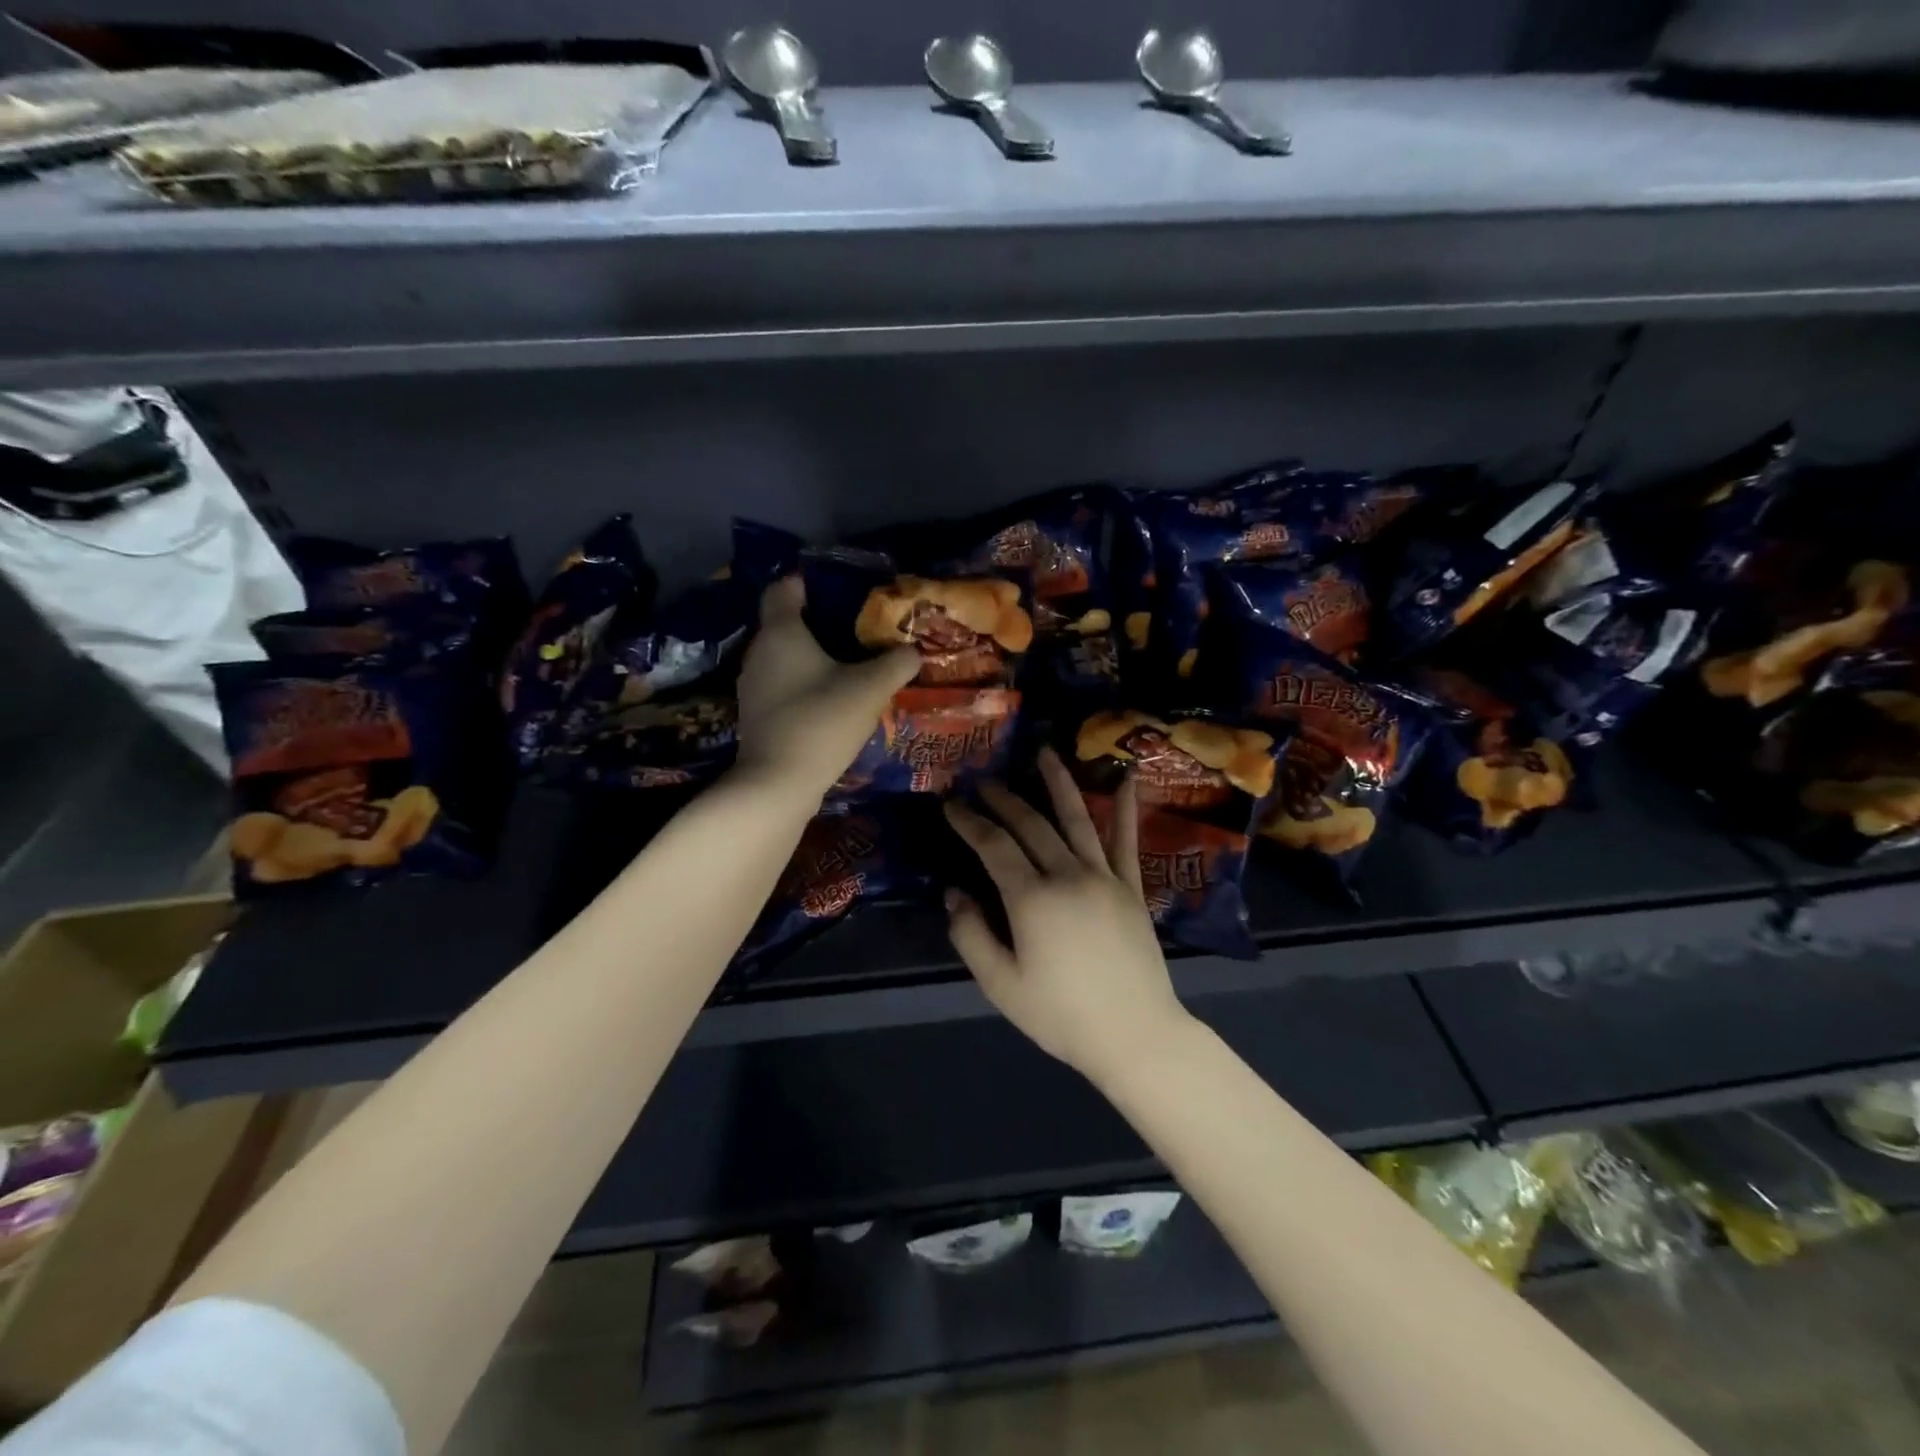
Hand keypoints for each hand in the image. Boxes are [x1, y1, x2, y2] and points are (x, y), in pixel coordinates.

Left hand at [734, 577, 919, 802]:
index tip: (837, 587)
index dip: (807, 582)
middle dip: (818, 622)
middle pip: (785, 624)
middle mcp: (759, 652)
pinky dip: (803, 684)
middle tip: (855, 628)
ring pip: (784, 657)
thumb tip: (912, 651)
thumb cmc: (822, 720)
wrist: (779, 783)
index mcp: (782, 632)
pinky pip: (782, 685)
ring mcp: (753, 686)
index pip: (784, 589)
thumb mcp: (870, 688)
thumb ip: (895, 664)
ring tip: (847, 665)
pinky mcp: (756, 715)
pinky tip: (829, 699)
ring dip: (811, 657)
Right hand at [944, 748, 1191, 1085]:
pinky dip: (1124, 808)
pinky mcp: (1132, 887)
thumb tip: (954, 893)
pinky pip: (1126, 840)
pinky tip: (1127, 778)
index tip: (950, 804)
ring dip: (1058, 783)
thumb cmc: (1062, 1015)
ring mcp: (1105, 877)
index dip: (969, 822)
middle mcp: (1068, 875)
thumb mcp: (1001, 985)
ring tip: (1044, 753)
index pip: (993, 846)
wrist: (1135, 1035)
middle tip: (983, 782)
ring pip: (1077, 818)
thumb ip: (971, 935)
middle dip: (1003, 799)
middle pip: (1030, 824)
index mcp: (1032, 898)